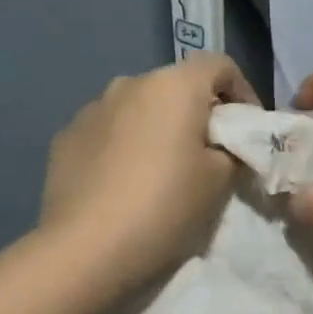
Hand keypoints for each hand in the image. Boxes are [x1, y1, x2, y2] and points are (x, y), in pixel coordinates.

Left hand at [39, 53, 257, 297]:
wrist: (88, 248)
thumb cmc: (166, 207)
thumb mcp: (220, 182)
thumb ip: (230, 153)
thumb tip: (222, 148)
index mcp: (173, 85)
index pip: (220, 65)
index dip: (243, 93)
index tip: (247, 130)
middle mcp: (129, 84)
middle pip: (176, 87)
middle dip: (197, 115)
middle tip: (210, 157)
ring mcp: (91, 109)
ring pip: (138, 110)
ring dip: (157, 130)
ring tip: (163, 173)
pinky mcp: (65, 139)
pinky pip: (108, 133)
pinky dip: (125, 148)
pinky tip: (126, 186)